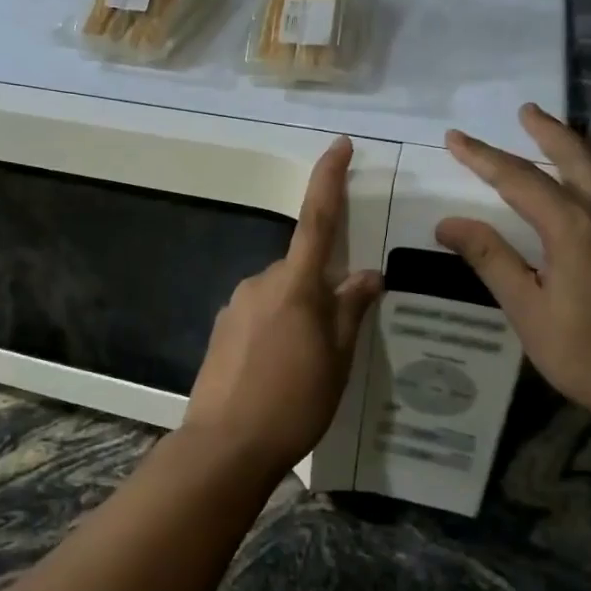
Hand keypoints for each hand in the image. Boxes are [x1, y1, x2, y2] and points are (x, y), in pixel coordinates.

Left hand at [183, 137, 383, 476]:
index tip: (339, 145)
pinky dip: (277, 330)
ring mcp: (236, 305)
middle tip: (338, 337)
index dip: (329, 179)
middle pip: (301, 269)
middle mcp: (260, 283)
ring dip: (299, 313)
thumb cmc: (294, 401)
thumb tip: (367, 275)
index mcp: (295, 284)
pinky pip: (259, 314)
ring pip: (280, 294)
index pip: (317, 219)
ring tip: (309, 366)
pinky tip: (280, 371)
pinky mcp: (222, 329)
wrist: (226, 445)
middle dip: (322, 289)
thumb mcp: (337, 359)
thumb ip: (351, 310)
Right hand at [435, 104, 590, 419]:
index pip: (520, 179)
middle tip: (525, 110)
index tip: (455, 138)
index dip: (484, 157)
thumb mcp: (527, 308)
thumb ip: (491, 259)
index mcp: (574, 228)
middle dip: (547, 131)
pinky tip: (582, 189)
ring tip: (550, 136)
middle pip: (576, 158)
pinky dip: (590, 176)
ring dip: (572, 149)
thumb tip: (449, 223)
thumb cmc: (587, 352)